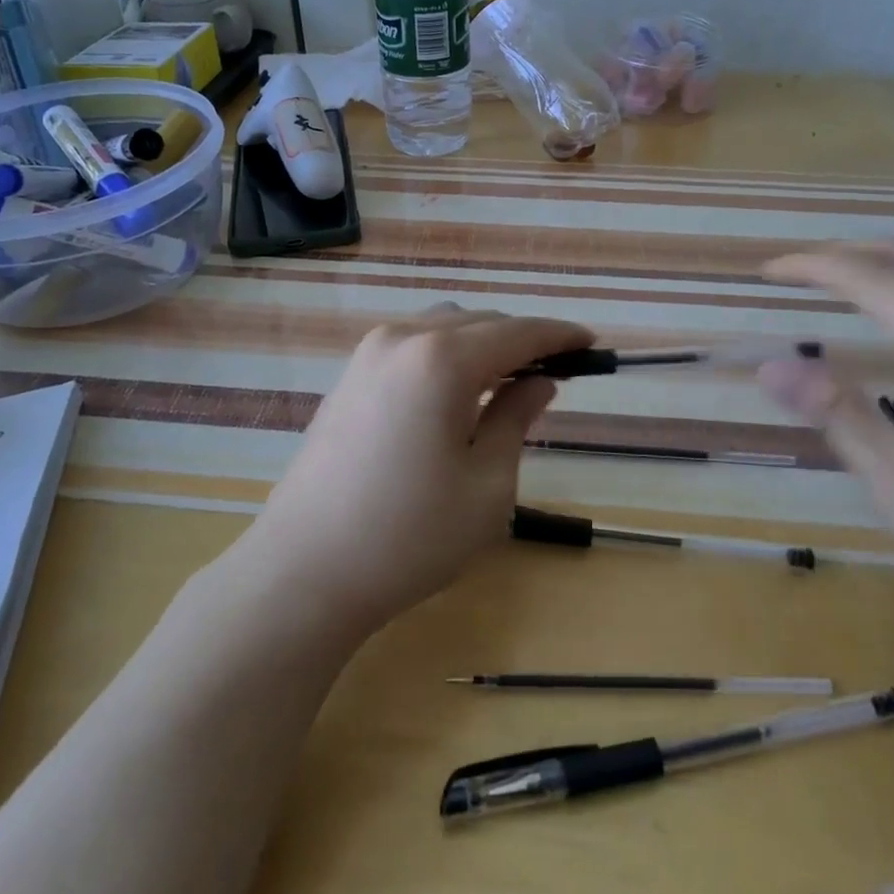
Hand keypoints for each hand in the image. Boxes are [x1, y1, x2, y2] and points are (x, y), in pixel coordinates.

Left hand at [247, 306, 590, 635]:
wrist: (303, 571)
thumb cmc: (409, 536)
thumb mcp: (486, 485)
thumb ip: (516, 419)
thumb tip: (539, 382)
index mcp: (442, 359)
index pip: (517, 332)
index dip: (559, 335)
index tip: (591, 344)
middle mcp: (403, 339)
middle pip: (479, 322)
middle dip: (521, 340)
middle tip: (554, 372)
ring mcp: (368, 354)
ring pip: (443, 328)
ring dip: (482, 344)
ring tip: (507, 383)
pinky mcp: (348, 377)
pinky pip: (412, 345)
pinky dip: (446, 355)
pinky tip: (456, 393)